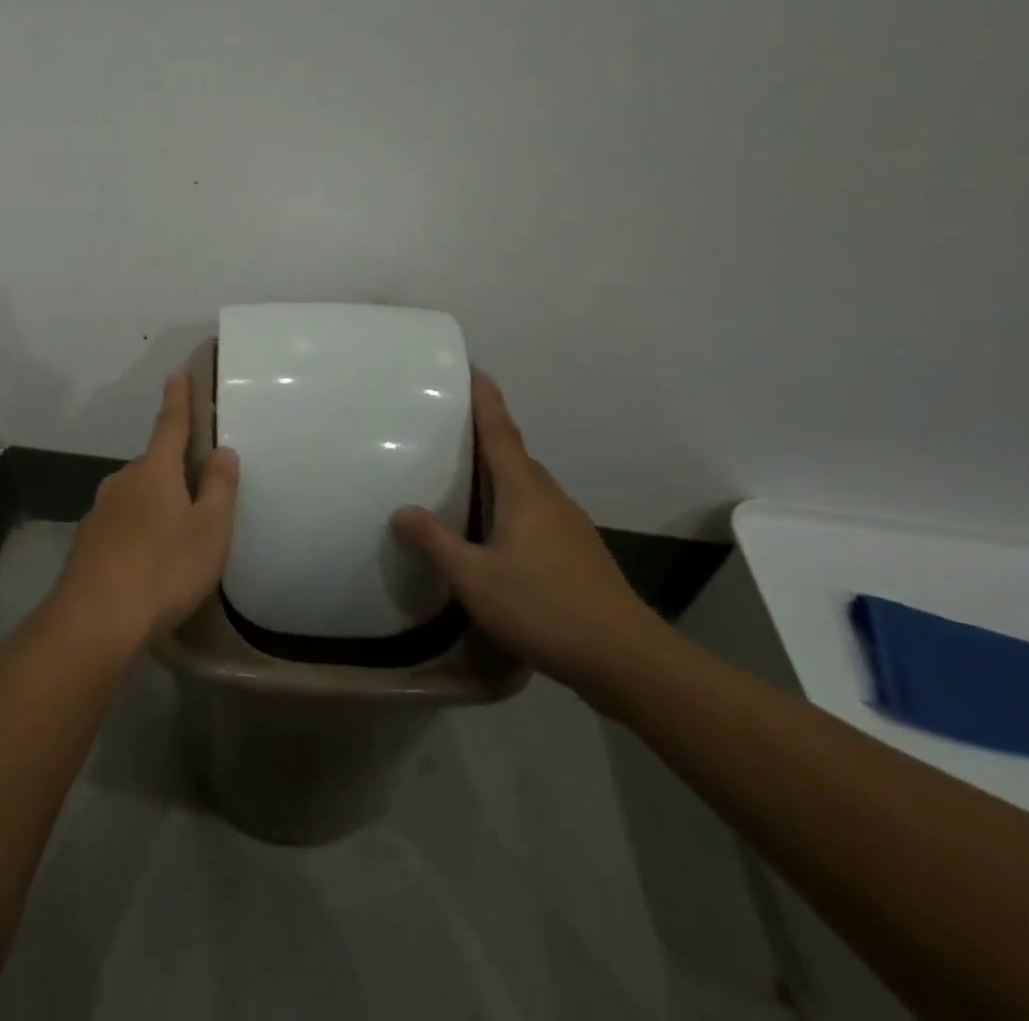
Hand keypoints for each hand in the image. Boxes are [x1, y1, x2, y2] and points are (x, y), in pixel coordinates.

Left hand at [51, 370, 240, 651]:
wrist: (94, 619)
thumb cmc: (163, 569)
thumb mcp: (209, 530)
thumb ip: (218, 487)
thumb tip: (222, 451)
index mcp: (155, 470)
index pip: (170, 423)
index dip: (178, 397)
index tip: (178, 372)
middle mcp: (123, 481)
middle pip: (154, 464)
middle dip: (173, 469)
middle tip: (198, 492)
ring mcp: (100, 511)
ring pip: (136, 495)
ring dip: (155, 503)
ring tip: (176, 537)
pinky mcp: (87, 541)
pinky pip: (121, 523)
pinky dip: (137, 531)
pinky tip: (147, 561)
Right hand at [392, 371, 666, 692]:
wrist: (626, 660)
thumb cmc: (545, 608)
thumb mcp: (475, 579)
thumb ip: (436, 542)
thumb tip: (401, 511)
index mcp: (524, 491)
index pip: (500, 432)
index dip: (485, 400)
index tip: (472, 369)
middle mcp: (550, 498)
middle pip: (514, 454)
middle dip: (485, 433)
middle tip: (448, 425)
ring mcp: (569, 525)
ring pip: (527, 484)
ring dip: (498, 471)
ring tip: (464, 474)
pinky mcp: (577, 551)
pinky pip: (536, 509)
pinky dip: (510, 502)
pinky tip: (494, 530)